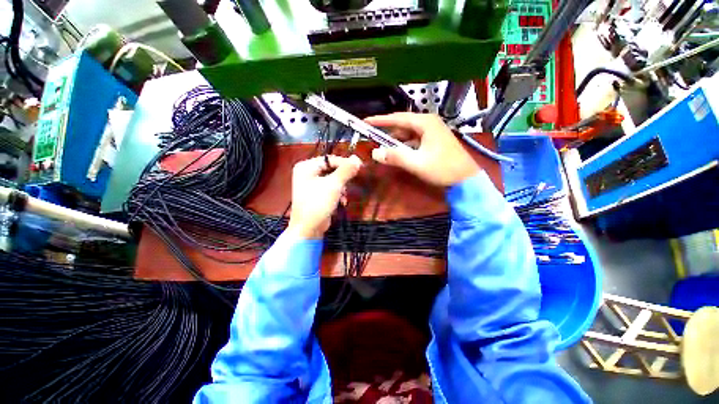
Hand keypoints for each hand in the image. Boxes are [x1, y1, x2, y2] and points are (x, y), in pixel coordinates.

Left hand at [288, 155, 362, 238]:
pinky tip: (342, 202)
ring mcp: (311, 185)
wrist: (308, 229)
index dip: (345, 162)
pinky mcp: (317, 195)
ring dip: (342, 188)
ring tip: (344, 196)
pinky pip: (331, 189)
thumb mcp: (334, 185)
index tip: (360, 166)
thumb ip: (346, 170)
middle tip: (353, 181)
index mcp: (306, 167)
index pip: (329, 159)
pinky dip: (338, 194)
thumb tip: (357, 158)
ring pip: (333, 180)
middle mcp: (307, 173)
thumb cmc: (318, 203)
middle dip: (343, 178)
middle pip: (331, 169)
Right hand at [365, 113, 479, 186]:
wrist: (466, 179)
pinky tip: (398, 153)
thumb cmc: (443, 168)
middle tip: (373, 139)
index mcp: (425, 123)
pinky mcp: (433, 140)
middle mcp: (428, 123)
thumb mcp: (417, 163)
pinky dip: (404, 146)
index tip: (366, 122)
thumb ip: (395, 157)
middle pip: (402, 125)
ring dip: (396, 141)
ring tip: (383, 149)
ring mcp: (432, 131)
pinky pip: (414, 140)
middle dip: (387, 133)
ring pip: (407, 133)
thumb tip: (375, 153)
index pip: (397, 118)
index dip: (380, 120)